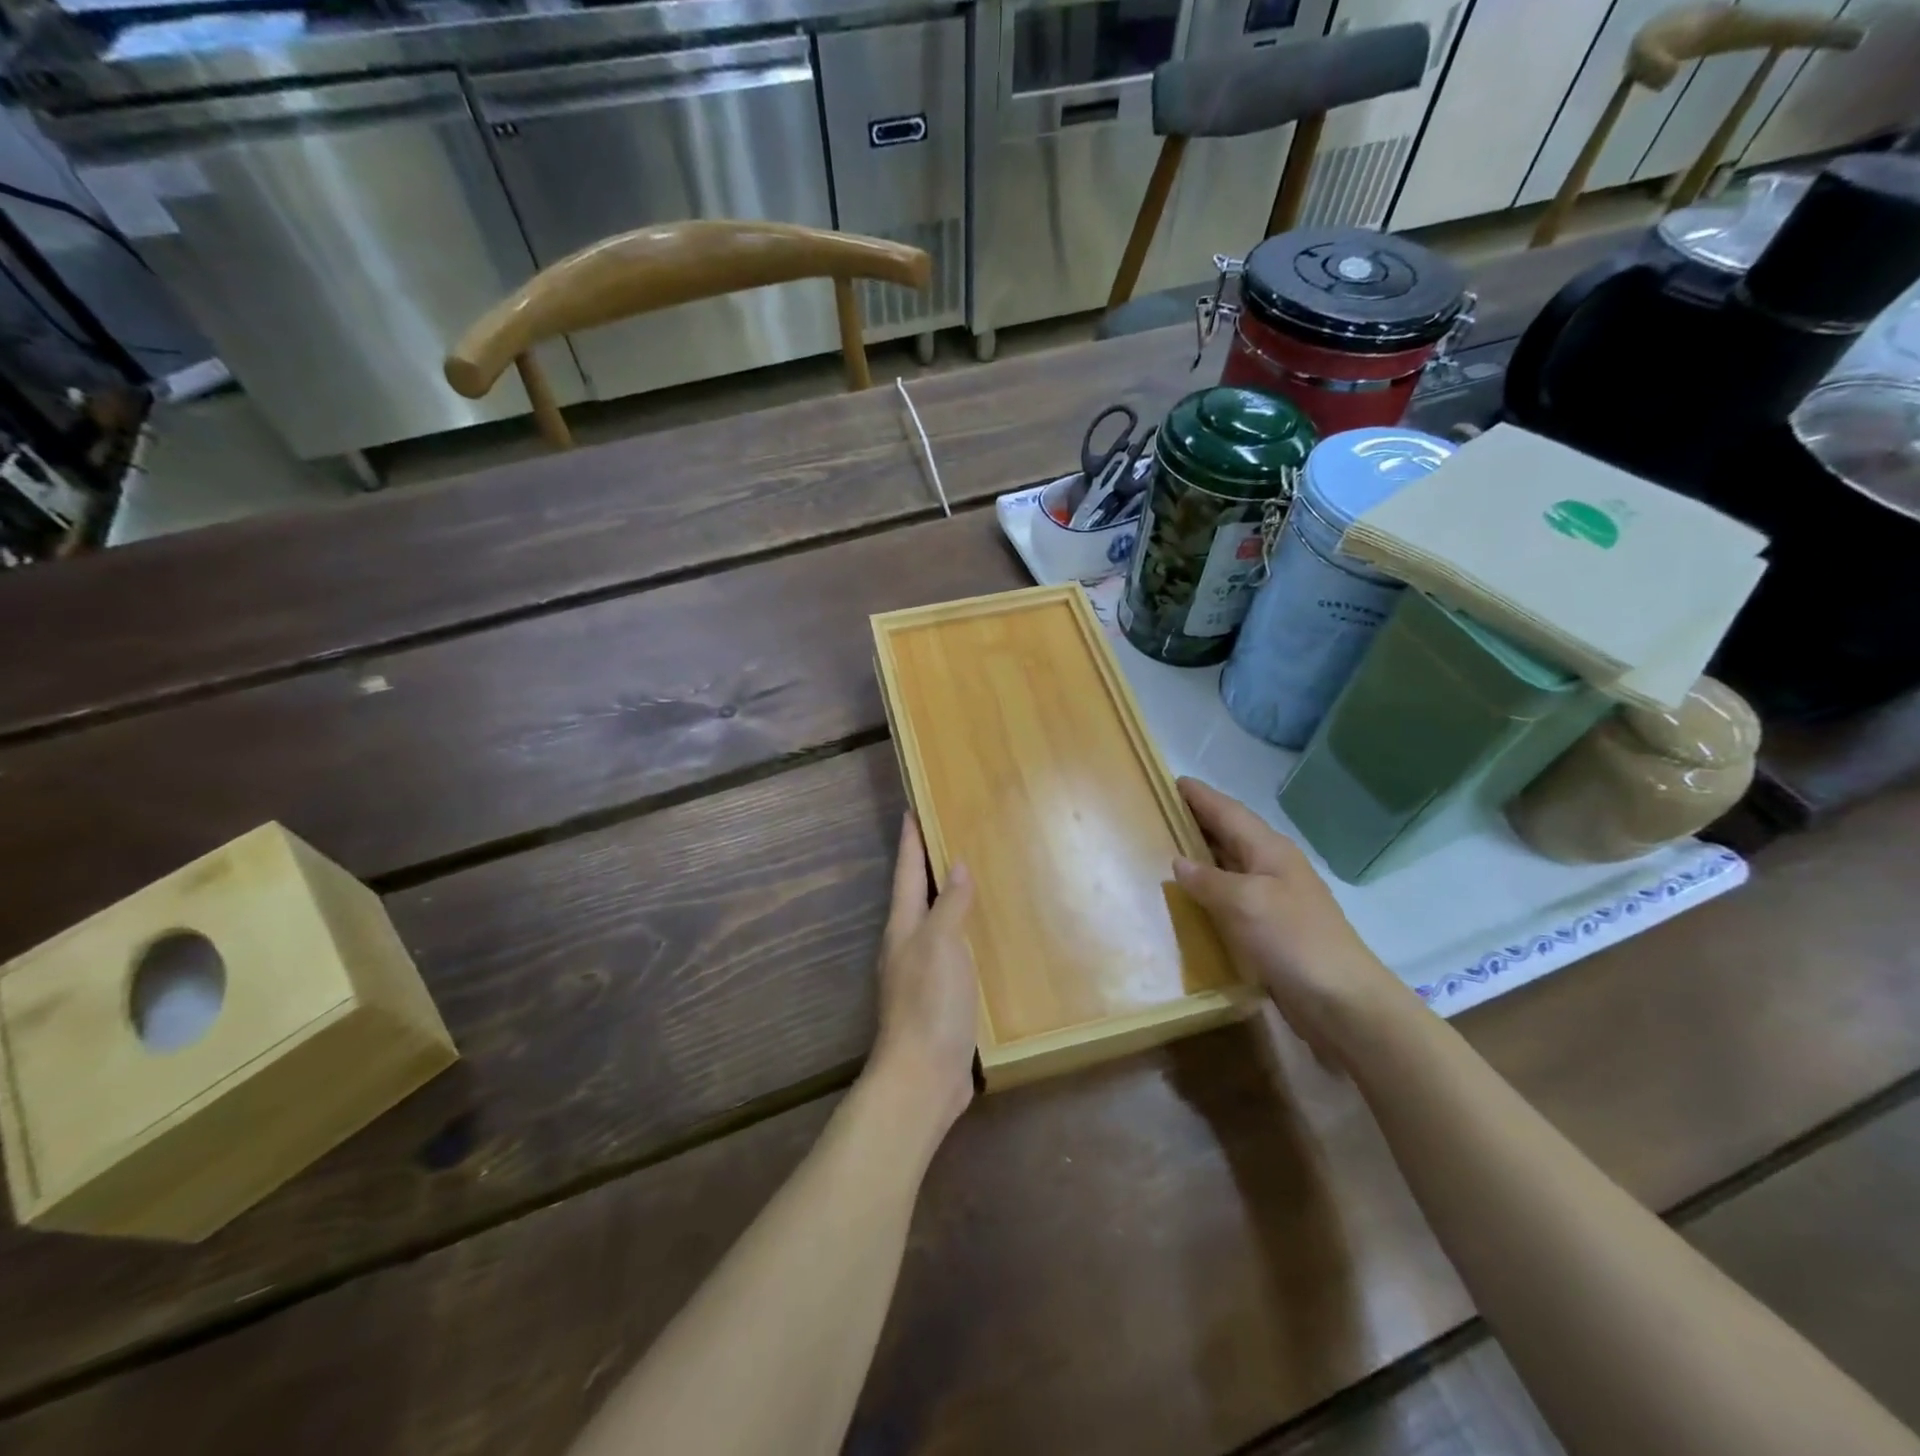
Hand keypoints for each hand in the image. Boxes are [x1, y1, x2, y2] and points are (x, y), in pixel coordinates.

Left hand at [869, 813, 977, 1138]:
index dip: (910, 841)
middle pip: (916, 896)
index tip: (912, 809)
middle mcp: (908, 946)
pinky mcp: (940, 999)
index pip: (906, 873)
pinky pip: (953, 953)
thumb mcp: (940, 945)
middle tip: (950, 837)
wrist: (923, 1077)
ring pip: (935, 924)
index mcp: (903, 928)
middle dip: (927, 867)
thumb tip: (956, 865)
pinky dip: (964, 935)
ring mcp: (922, 974)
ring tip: (972, 880)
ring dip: (948, 901)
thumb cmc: (929, 1004)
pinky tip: (983, 938)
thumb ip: (949, 905)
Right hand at [1173, 778, 1409, 1064]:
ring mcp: (1273, 899)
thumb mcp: (1245, 902)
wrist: (1341, 1002)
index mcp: (1269, 850)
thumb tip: (1179, 862)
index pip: (1228, 811)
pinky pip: (1231, 899)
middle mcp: (1272, 867)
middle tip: (1158, 813)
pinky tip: (1188, 900)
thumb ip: (1208, 880)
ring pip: (1229, 866)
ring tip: (1164, 850)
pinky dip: (1208, 892)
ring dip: (1201, 856)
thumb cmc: (1293, 940)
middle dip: (1197, 821)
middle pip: (1229, 834)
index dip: (1200, 796)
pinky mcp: (1270, 929)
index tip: (1170, 781)